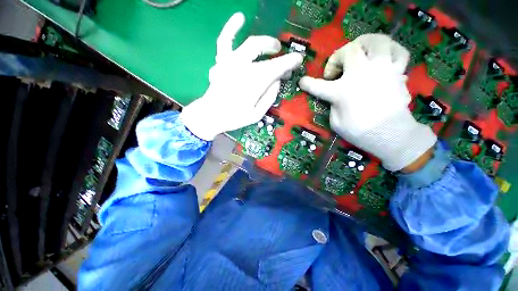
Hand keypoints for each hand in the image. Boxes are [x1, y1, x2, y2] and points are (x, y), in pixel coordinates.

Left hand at [181, 12, 303, 140]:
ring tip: (272, 45)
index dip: (290, 61)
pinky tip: (240, 17)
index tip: (298, 59)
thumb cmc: (234, 117)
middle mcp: (244, 67)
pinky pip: (225, 40)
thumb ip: (269, 97)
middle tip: (282, 58)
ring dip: (264, 42)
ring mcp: (230, 62)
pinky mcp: (221, 61)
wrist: (210, 115)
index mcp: (254, 82)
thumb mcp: (257, 114)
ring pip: (249, 43)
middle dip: (277, 53)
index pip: (276, 67)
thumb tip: (277, 81)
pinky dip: (231, 28)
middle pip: (265, 54)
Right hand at [299, 34, 435, 170]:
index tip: (302, 82)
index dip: (307, 83)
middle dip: (338, 57)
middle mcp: (362, 74)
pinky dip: (391, 51)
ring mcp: (382, 70)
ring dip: (366, 44)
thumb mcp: (336, 122)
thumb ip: (333, 105)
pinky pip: (399, 52)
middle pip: (350, 50)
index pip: (318, 86)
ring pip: (378, 41)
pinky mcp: (397, 73)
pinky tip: (383, 58)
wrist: (390, 135)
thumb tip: (335, 97)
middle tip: (337, 70)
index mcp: (342, 91)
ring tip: (361, 53)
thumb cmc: (359, 131)